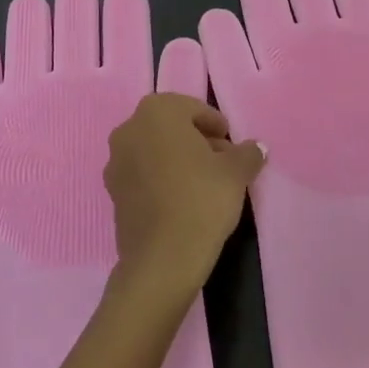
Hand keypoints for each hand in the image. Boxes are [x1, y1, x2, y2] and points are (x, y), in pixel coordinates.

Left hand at [105, 94, 264, 304]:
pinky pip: (143, 174)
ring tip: (206, 183)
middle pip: (171, 127)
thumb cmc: (201, 199)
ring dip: (178, 159)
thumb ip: (247, 153)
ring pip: (155, 150)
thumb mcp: (236, 172)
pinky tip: (183, 200)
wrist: (162, 258)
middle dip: (197, 140)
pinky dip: (162, 179)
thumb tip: (256, 148)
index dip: (216, 125)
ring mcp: (116, 161)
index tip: (232, 145)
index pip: (193, 109)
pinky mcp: (112, 192)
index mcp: (157, 112)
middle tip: (222, 162)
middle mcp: (129, 129)